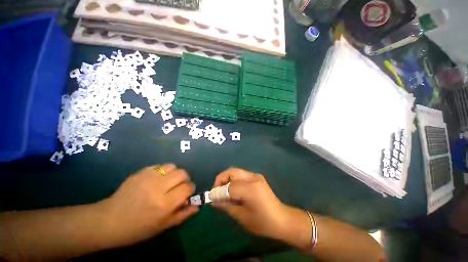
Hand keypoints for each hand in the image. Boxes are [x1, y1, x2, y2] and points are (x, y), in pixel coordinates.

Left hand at [97, 164, 197, 246]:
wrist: (109, 221)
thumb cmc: (137, 228)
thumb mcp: (162, 226)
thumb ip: (183, 215)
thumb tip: (197, 206)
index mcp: (164, 204)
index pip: (187, 188)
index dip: (190, 189)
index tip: (187, 193)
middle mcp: (158, 188)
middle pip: (182, 173)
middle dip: (185, 179)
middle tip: (179, 186)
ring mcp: (148, 177)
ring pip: (172, 166)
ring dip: (175, 173)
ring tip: (169, 181)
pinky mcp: (140, 172)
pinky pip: (159, 166)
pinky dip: (163, 171)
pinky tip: (157, 179)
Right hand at [212, 168, 301, 241]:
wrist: (282, 219)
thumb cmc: (263, 222)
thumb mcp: (242, 217)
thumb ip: (226, 206)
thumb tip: (213, 200)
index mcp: (251, 189)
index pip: (229, 186)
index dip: (218, 191)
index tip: (211, 197)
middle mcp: (253, 178)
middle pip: (232, 171)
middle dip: (221, 179)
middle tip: (216, 190)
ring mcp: (256, 176)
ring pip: (236, 171)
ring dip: (227, 179)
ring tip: (224, 191)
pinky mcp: (257, 177)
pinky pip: (241, 175)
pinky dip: (233, 180)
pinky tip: (233, 190)